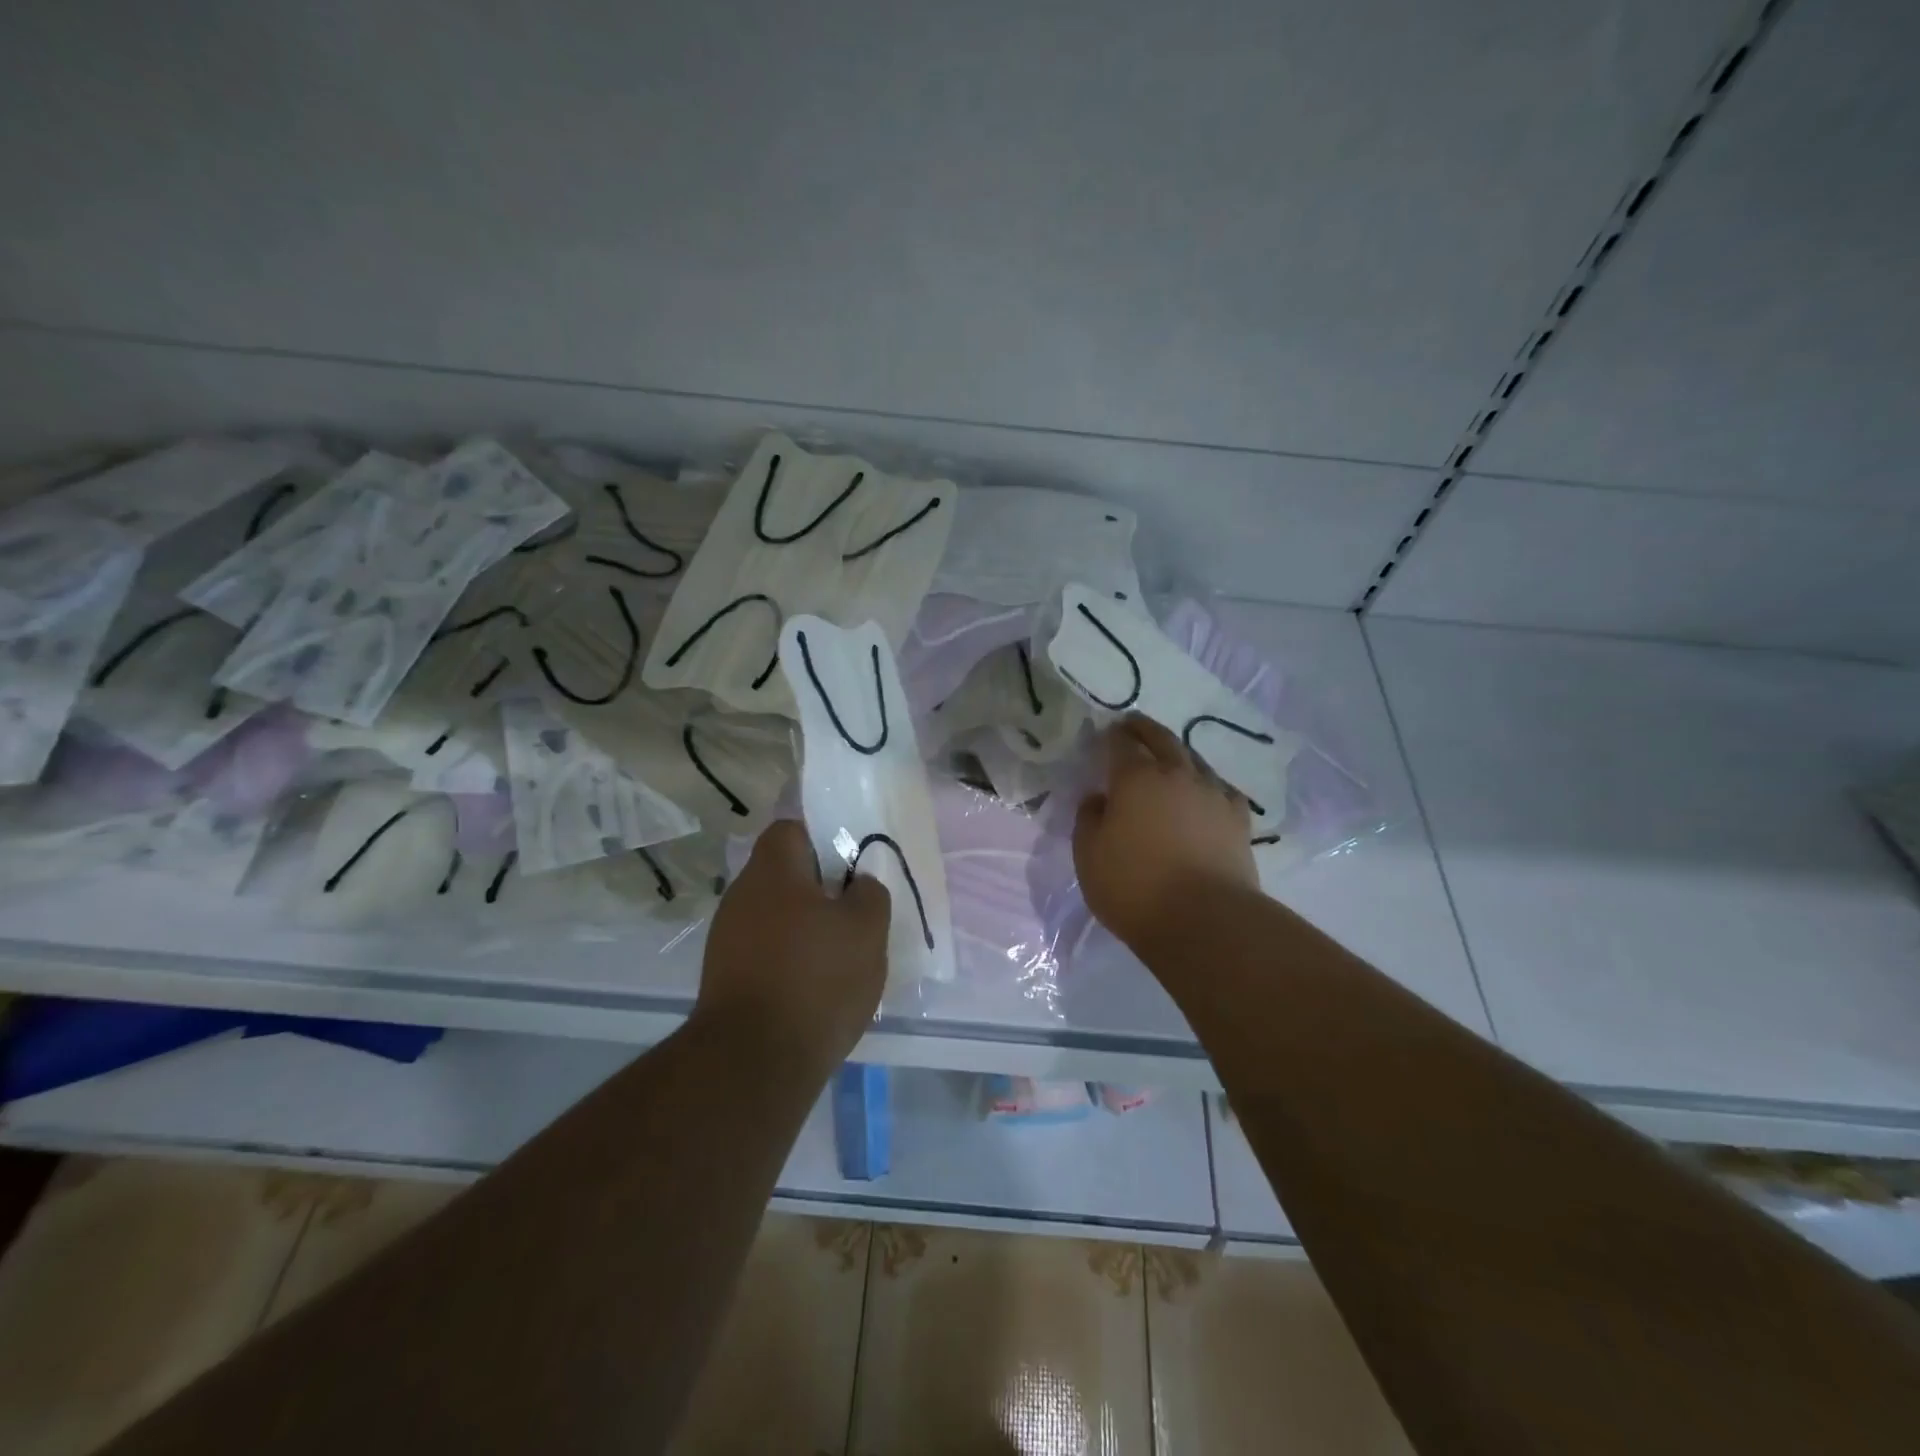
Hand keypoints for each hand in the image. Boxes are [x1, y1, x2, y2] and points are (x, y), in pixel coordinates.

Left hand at [695, 819, 890, 1073]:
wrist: (753, 1061)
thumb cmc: (816, 979)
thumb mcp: (866, 929)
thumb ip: (869, 894)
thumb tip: (858, 884)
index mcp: (772, 871)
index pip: (791, 829)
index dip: (822, 840)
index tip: (849, 867)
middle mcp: (741, 895)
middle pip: (783, 875)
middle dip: (818, 890)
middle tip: (853, 914)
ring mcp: (726, 938)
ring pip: (774, 916)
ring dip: (803, 928)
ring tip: (838, 956)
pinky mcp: (723, 977)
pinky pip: (764, 951)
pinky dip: (787, 960)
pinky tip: (812, 988)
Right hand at [1074, 715, 1257, 952]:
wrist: (1205, 920)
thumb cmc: (1134, 886)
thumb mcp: (1088, 855)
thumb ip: (1089, 819)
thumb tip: (1099, 798)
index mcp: (1135, 778)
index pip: (1121, 744)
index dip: (1112, 736)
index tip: (1106, 733)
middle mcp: (1177, 775)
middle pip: (1162, 740)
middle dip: (1145, 729)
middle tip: (1134, 724)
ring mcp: (1213, 795)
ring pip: (1195, 761)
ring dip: (1179, 754)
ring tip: (1170, 758)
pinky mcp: (1238, 820)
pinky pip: (1222, 790)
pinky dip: (1210, 786)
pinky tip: (1207, 794)